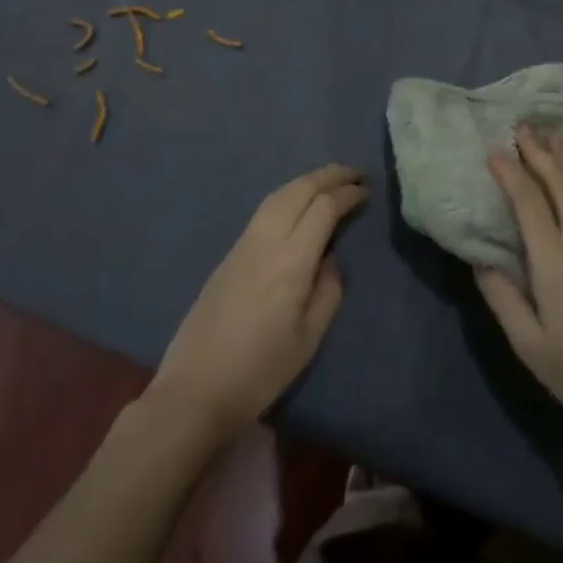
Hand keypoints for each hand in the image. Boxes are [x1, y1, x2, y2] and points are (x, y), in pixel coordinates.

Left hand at [147, 164, 366, 444]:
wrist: (195, 390)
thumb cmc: (260, 371)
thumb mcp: (308, 338)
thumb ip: (328, 291)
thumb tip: (330, 259)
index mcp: (291, 261)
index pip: (323, 209)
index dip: (347, 194)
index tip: (367, 190)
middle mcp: (266, 242)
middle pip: (299, 191)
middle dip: (329, 175)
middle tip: (355, 172)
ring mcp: (243, 245)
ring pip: (277, 195)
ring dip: (306, 181)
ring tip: (329, 179)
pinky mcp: (228, 254)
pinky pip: (264, 209)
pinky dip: (288, 195)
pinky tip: (297, 203)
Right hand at [476, 127, 562, 461]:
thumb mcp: (528, 344)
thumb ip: (501, 295)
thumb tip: (479, 256)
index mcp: (554, 262)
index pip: (529, 201)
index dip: (511, 172)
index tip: (494, 152)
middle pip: (561, 184)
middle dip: (540, 153)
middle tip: (523, 128)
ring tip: (556, 137)